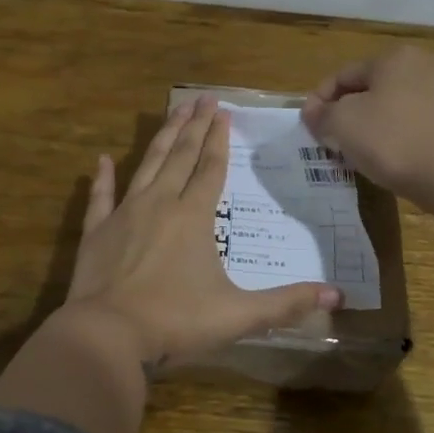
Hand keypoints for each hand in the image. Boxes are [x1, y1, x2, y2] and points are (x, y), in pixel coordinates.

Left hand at [65, 94, 342, 369]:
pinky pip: (100, 197)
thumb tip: (337, 294)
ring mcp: (124, 214)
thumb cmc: (175, 321)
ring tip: (173, 110)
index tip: (224, 111)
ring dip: (162, 137)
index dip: (219, 140)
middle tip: (203, 97)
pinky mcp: (96, 231)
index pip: (211, 168)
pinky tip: (103, 159)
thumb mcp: (238, 315)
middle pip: (180, 156)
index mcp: (193, 217)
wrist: (107, 335)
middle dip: (194, 125)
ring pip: (147, 165)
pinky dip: (102, 177)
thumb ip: (286, 303)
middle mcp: (160, 204)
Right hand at [301, 47, 433, 217]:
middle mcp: (424, 64)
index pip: (342, 76)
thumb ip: (321, 115)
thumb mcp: (343, 125)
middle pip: (369, 90)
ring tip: (358, 155)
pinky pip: (416, 124)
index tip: (309, 129)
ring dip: (371, 127)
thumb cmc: (394, 141)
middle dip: (346, 115)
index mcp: (394, 56)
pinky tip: (392, 160)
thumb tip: (312, 111)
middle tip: (331, 143)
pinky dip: (398, 137)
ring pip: (393, 108)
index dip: (319, 102)